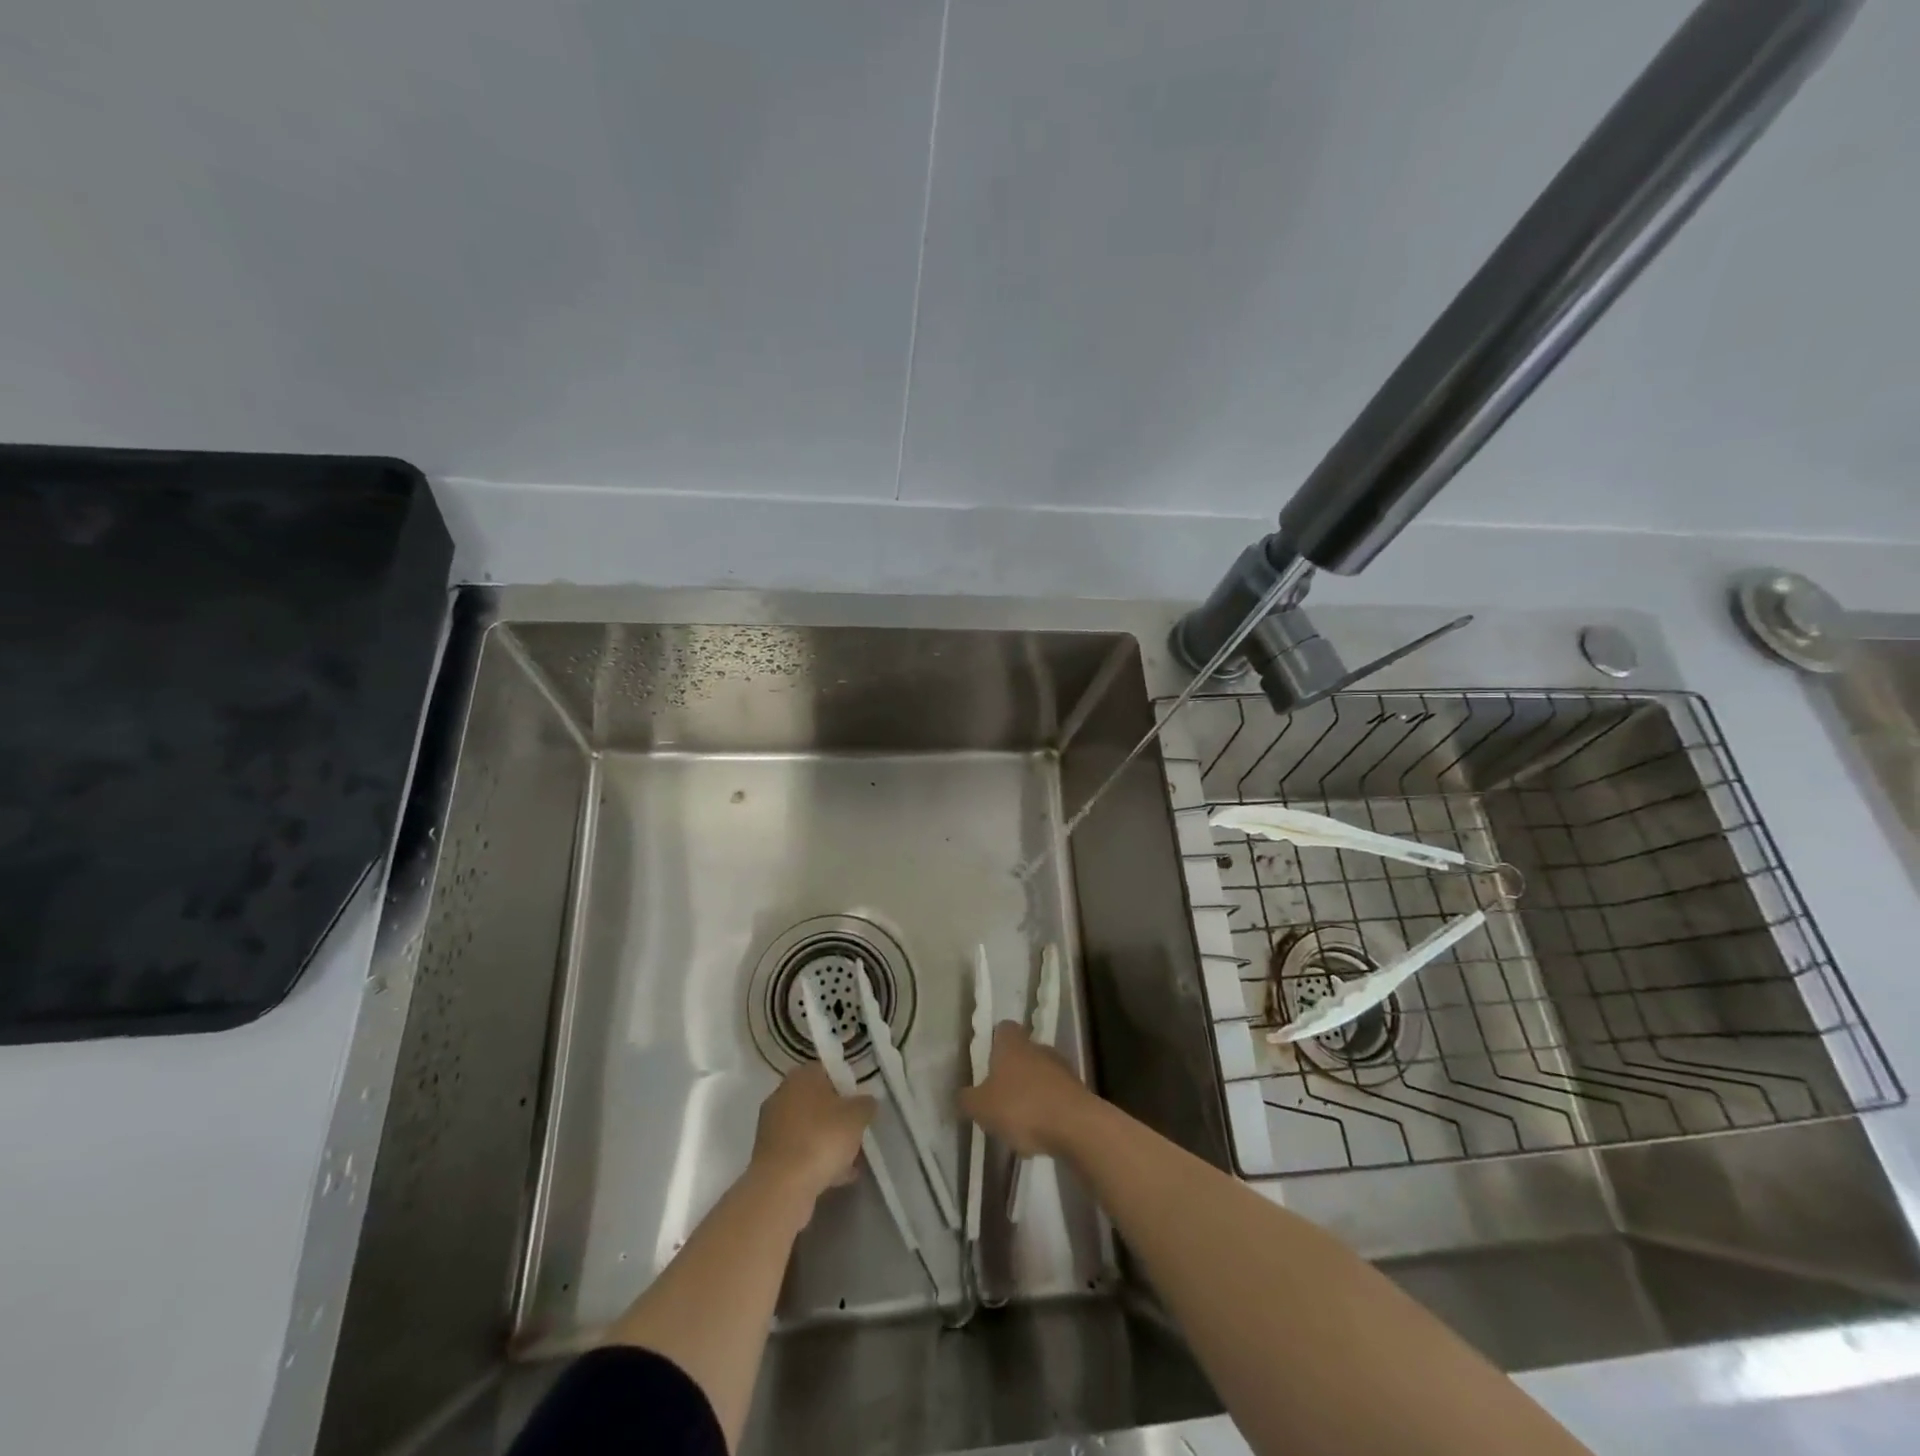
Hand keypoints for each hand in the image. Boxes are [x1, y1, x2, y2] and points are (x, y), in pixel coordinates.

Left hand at [750, 1063, 874, 1205]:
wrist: (782, 1186)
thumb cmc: (822, 1137)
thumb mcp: (857, 1116)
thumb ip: (866, 1104)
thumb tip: (866, 1102)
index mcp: (802, 1076)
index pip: (827, 1070)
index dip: (846, 1085)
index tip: (859, 1104)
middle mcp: (782, 1094)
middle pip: (816, 1101)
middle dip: (836, 1117)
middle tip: (855, 1132)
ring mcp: (772, 1126)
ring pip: (808, 1129)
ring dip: (827, 1141)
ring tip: (850, 1161)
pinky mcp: (768, 1156)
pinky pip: (799, 1152)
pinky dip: (815, 1161)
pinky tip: (836, 1177)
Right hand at [959, 1021, 1097, 1157]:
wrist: (1076, 1126)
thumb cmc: (1022, 1107)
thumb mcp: (981, 1107)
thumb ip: (967, 1099)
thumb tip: (962, 1094)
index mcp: (1012, 1044)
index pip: (1003, 1028)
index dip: (994, 1041)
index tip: (986, 1061)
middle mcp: (1038, 1047)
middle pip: (1022, 1052)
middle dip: (1012, 1071)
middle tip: (998, 1096)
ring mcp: (1061, 1068)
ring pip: (1040, 1074)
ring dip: (1031, 1091)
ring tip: (1019, 1121)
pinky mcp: (1078, 1090)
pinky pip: (1056, 1095)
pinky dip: (1048, 1109)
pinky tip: (1040, 1133)